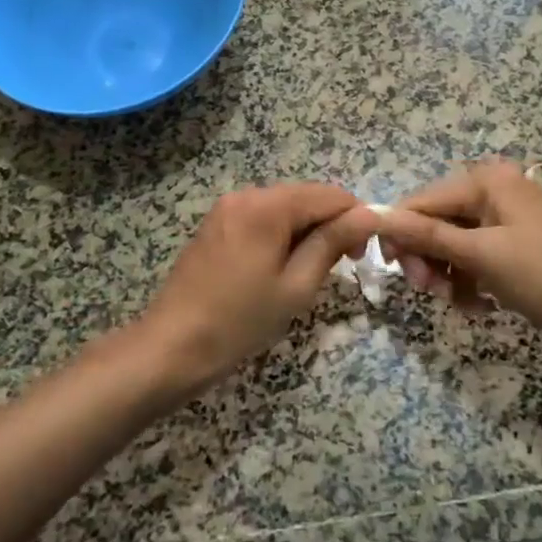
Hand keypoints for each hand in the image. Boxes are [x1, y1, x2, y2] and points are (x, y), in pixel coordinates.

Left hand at [141, 183, 382, 396]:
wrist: (172, 346)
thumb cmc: (240, 321)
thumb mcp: (296, 285)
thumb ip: (333, 243)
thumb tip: (369, 215)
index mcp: (268, 206)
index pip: (330, 195)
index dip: (356, 219)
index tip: (363, 256)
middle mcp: (246, 194)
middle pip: (306, 197)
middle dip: (331, 225)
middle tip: (341, 268)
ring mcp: (227, 208)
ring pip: (285, 208)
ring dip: (306, 232)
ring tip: (309, 273)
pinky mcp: (216, 225)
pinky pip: (262, 218)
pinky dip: (281, 235)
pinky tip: (280, 268)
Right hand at [378, 160, 541, 361]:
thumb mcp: (480, 254)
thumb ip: (426, 234)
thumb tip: (375, 215)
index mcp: (488, 181)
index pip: (422, 201)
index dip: (400, 233)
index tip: (390, 269)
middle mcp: (493, 192)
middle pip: (435, 222)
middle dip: (427, 257)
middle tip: (427, 290)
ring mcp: (503, 222)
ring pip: (450, 245)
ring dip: (446, 275)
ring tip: (457, 302)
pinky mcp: (510, 249)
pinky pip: (471, 260)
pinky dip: (467, 282)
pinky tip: (478, 306)